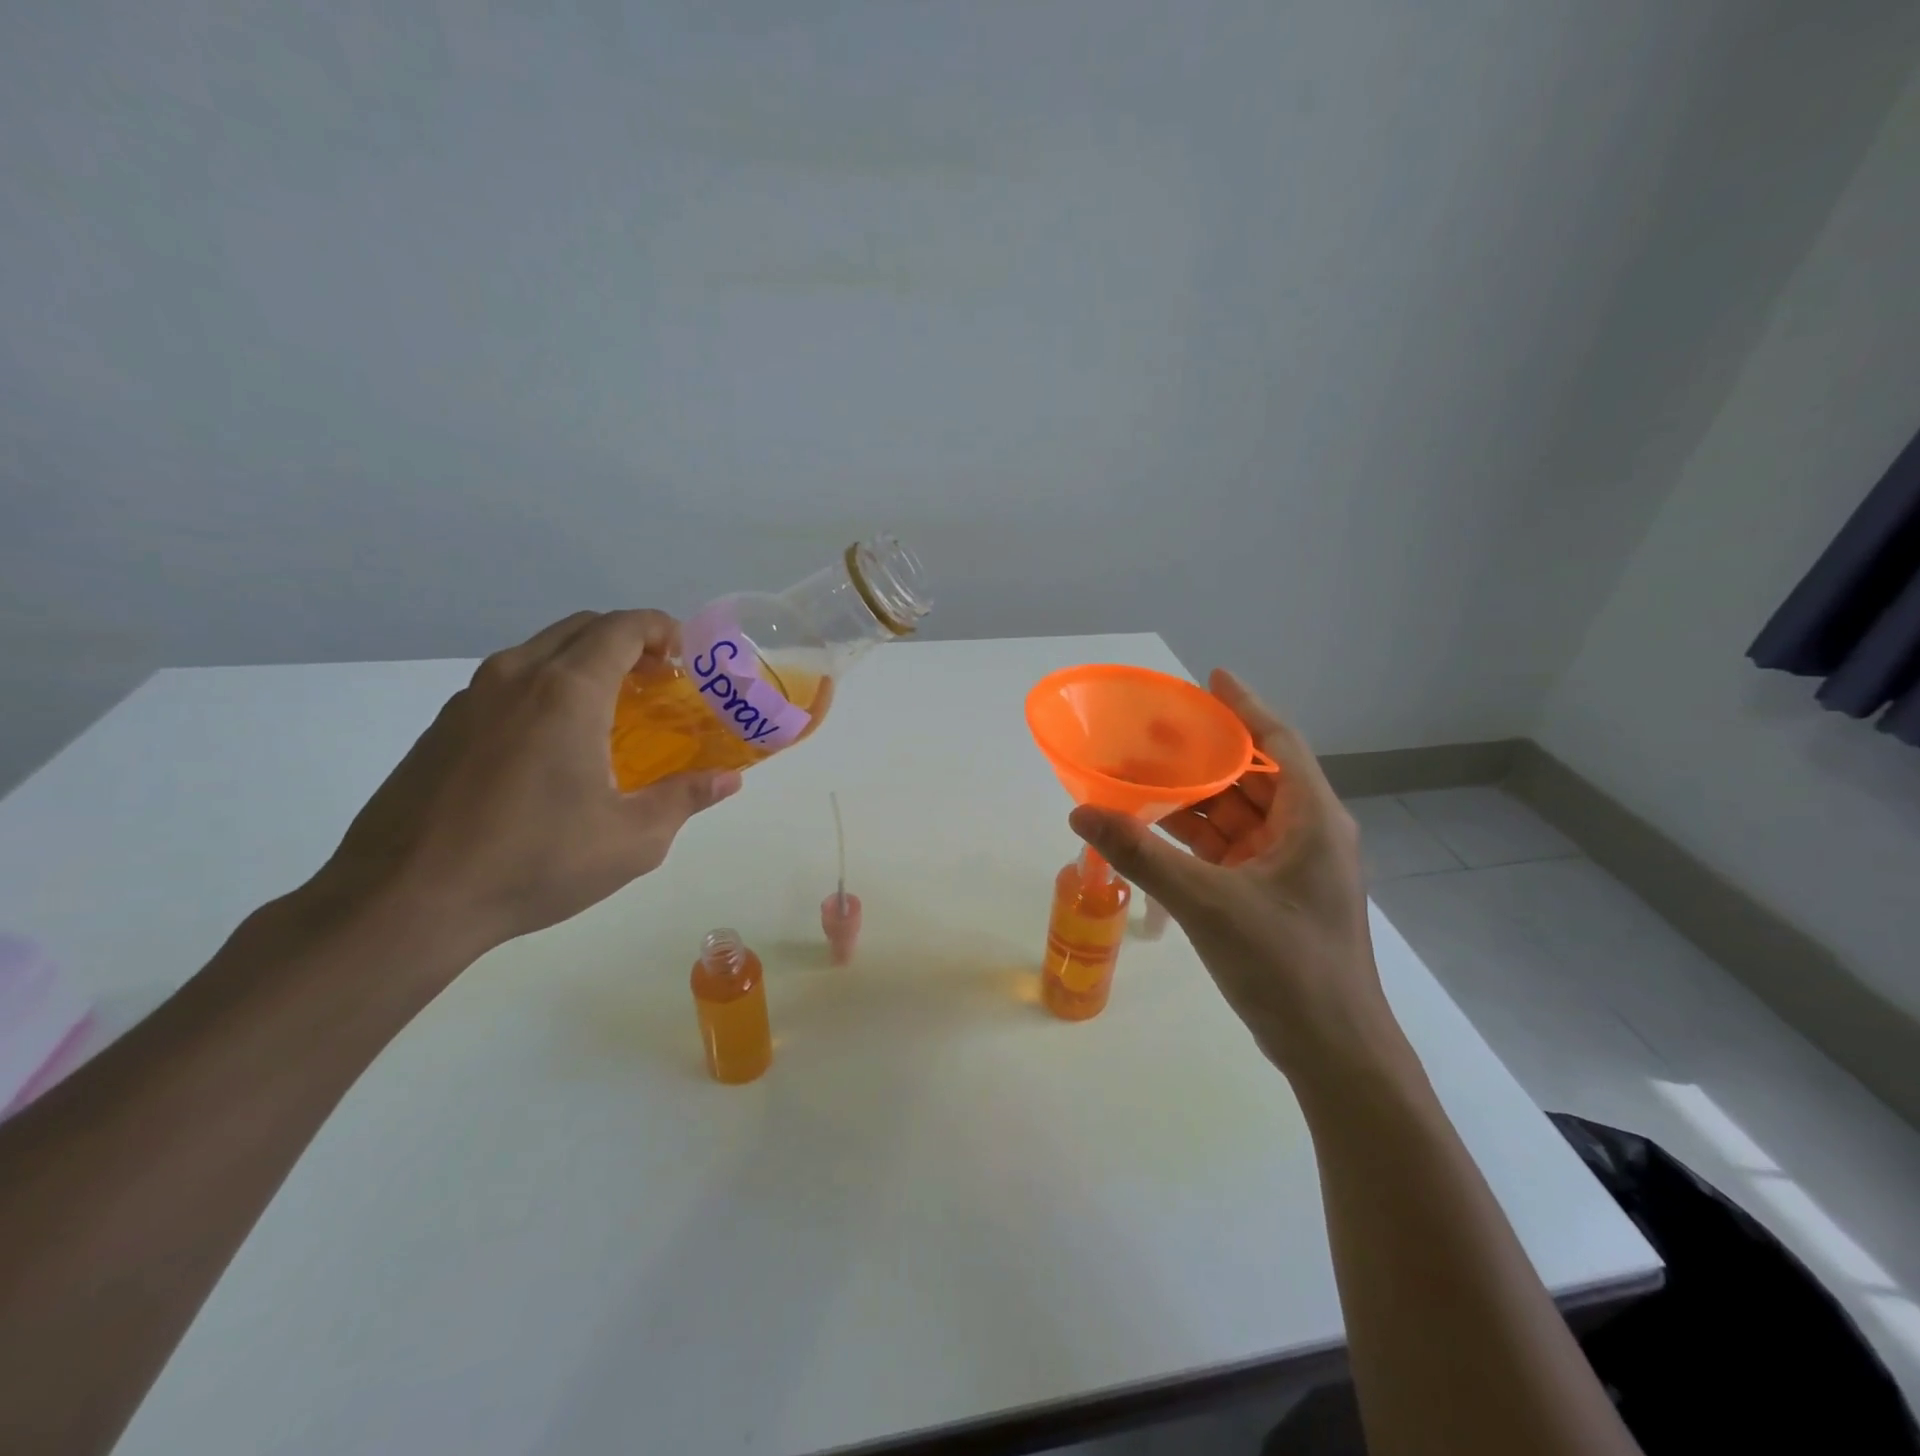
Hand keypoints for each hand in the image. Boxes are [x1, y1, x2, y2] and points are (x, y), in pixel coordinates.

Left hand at [308, 610, 740, 963]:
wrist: (402, 901)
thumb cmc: (534, 862)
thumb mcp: (632, 839)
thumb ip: (685, 798)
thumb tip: (728, 780)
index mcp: (566, 692)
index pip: (621, 627)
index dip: (662, 630)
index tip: (687, 658)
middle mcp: (516, 678)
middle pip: (581, 628)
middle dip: (628, 641)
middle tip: (659, 682)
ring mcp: (471, 699)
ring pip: (540, 651)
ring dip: (585, 662)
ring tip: (614, 712)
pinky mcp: (443, 728)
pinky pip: (508, 683)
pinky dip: (547, 687)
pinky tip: (556, 745)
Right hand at [1069, 670, 1399, 1080]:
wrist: (1333, 1053)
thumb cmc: (1285, 966)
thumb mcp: (1207, 903)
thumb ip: (1142, 854)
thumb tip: (1082, 813)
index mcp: (1313, 821)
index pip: (1279, 743)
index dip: (1245, 707)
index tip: (1211, 678)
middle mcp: (1308, 835)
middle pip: (1254, 777)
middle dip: (1206, 755)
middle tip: (1154, 733)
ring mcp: (1291, 869)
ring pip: (1239, 816)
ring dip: (1195, 799)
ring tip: (1143, 778)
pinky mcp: (1274, 897)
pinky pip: (1231, 850)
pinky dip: (1197, 838)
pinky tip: (1156, 831)